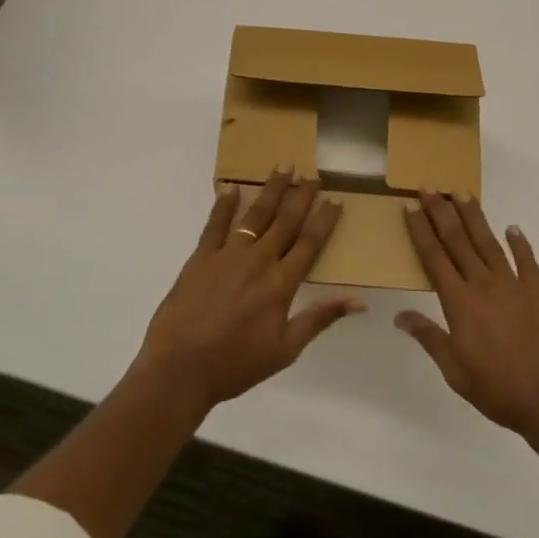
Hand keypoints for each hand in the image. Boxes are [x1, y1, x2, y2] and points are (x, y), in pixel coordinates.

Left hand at [134, 169, 361, 413]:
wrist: (179, 369)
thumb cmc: (235, 364)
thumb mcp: (286, 349)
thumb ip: (320, 318)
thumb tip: (359, 300)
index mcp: (281, 284)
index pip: (309, 244)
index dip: (324, 220)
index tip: (335, 200)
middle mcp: (258, 261)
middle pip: (285, 222)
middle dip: (301, 196)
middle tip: (312, 174)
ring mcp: (227, 256)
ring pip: (254, 216)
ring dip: (270, 191)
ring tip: (282, 168)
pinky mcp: (200, 258)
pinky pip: (215, 225)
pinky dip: (223, 205)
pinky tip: (231, 187)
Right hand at [397, 191, 538, 446]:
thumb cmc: (499, 390)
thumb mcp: (455, 371)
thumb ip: (429, 338)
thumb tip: (400, 316)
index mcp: (459, 303)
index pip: (434, 258)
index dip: (421, 231)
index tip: (411, 207)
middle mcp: (484, 285)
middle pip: (458, 241)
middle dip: (441, 212)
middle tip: (430, 186)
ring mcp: (514, 286)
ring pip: (489, 243)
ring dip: (474, 217)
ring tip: (461, 193)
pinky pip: (527, 262)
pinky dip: (520, 244)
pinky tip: (513, 228)